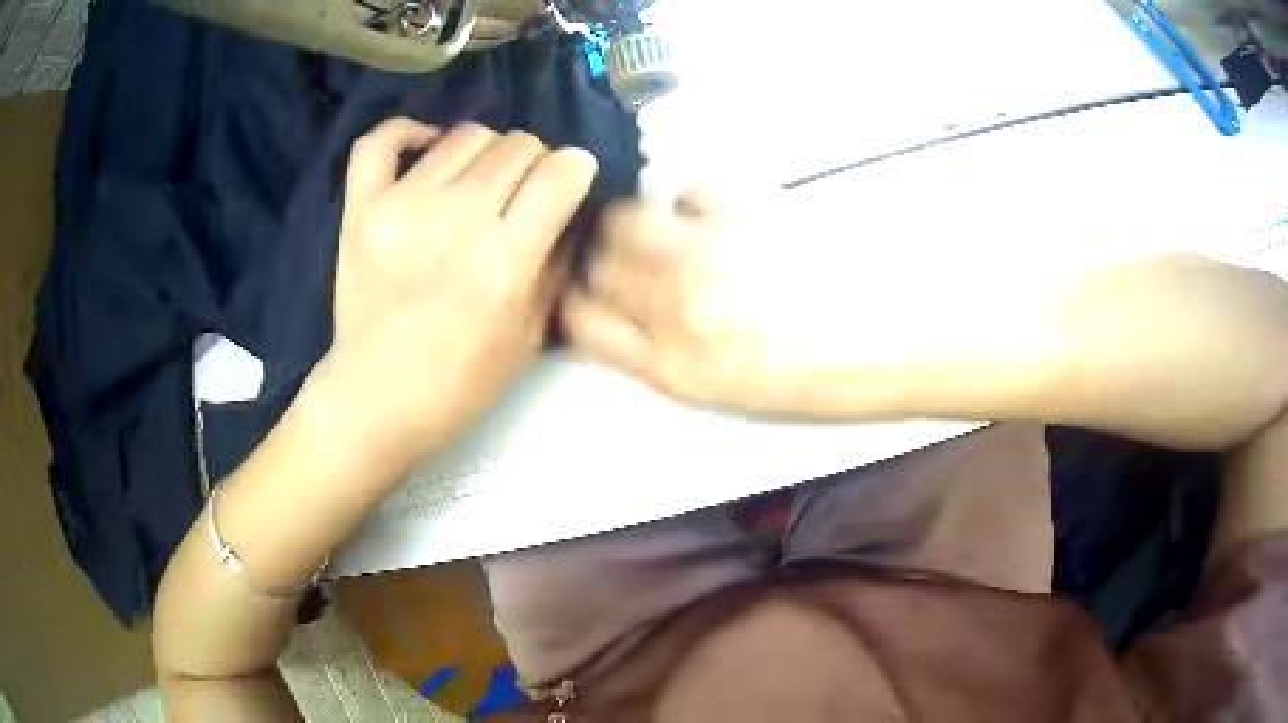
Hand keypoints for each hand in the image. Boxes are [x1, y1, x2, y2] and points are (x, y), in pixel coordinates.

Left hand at [323, 119, 597, 465]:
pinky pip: (382, 140)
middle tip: (523, 192)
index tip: (570, 182)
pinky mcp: (361, 208)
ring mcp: (401, 208)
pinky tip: (427, 147)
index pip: (560, 172)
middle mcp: (454, 222)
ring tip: (479, 182)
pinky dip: (409, 132)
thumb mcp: (531, 334)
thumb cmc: (462, 382)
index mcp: (503, 262)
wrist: (377, 399)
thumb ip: (556, 261)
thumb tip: (570, 202)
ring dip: (487, 151)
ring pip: (466, 135)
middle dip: (535, 161)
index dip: (575, 169)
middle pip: (518, 145)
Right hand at [561, 190, 863, 416]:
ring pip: (626, 219)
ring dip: (630, 222)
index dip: (572, 302)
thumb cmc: (835, 377)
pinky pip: (689, 191)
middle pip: (593, 267)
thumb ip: (676, 356)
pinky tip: (714, 216)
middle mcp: (679, 309)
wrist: (905, 334)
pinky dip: (690, 201)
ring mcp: (710, 252)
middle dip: (594, 260)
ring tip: (659, 229)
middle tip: (618, 256)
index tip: (582, 291)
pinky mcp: (746, 207)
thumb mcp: (741, 394)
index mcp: (677, 368)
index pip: (580, 323)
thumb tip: (640, 319)